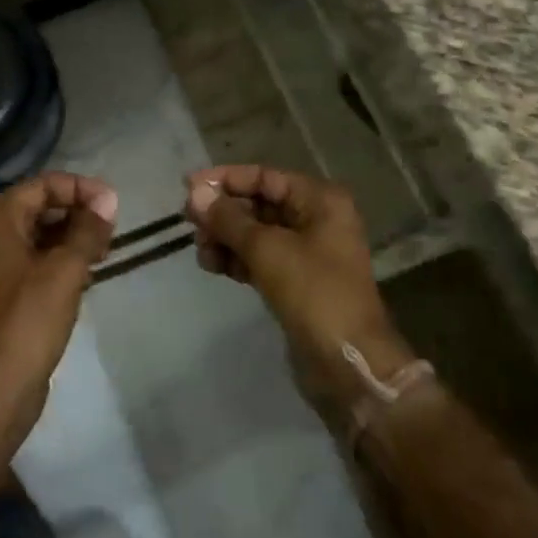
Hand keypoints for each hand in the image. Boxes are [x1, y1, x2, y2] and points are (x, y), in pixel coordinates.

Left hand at [0, 172, 117, 426]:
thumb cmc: (27, 319)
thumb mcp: (65, 269)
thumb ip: (88, 230)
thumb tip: (108, 199)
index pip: (42, 185)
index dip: (81, 189)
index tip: (113, 206)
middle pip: (37, 207)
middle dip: (76, 213)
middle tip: (111, 231)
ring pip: (35, 237)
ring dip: (69, 239)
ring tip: (104, 253)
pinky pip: (29, 263)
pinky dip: (56, 262)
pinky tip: (84, 277)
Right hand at [184, 165, 413, 413]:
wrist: (349, 361)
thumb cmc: (314, 292)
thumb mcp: (267, 249)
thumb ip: (228, 219)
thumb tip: (195, 194)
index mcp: (319, 200)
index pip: (265, 176)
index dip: (225, 179)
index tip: (188, 187)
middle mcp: (316, 218)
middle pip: (259, 204)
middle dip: (224, 213)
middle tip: (189, 223)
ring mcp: (307, 252)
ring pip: (257, 233)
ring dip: (226, 238)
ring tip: (201, 252)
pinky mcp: (297, 281)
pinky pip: (261, 258)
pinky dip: (237, 259)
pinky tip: (213, 266)